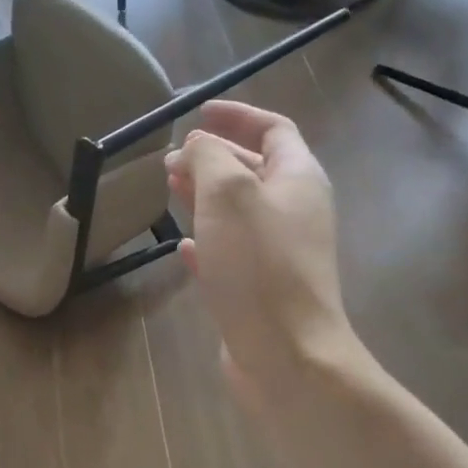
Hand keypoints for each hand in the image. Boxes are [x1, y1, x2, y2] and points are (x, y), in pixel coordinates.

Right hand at [164, 101, 361, 405]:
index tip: (198, 113)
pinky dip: (207, 242)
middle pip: (254, 169)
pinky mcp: (260, 290)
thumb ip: (209, 158)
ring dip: (205, 196)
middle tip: (171, 160)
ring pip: (239, 212)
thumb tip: (198, 146)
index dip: (237, 116)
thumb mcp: (227, 193)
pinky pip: (232, 253)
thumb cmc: (258, 264)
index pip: (273, 129)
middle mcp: (294, 212)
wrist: (286, 354)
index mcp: (298, 179)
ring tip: (169, 190)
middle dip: (213, 158)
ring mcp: (279, 254)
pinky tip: (182, 247)